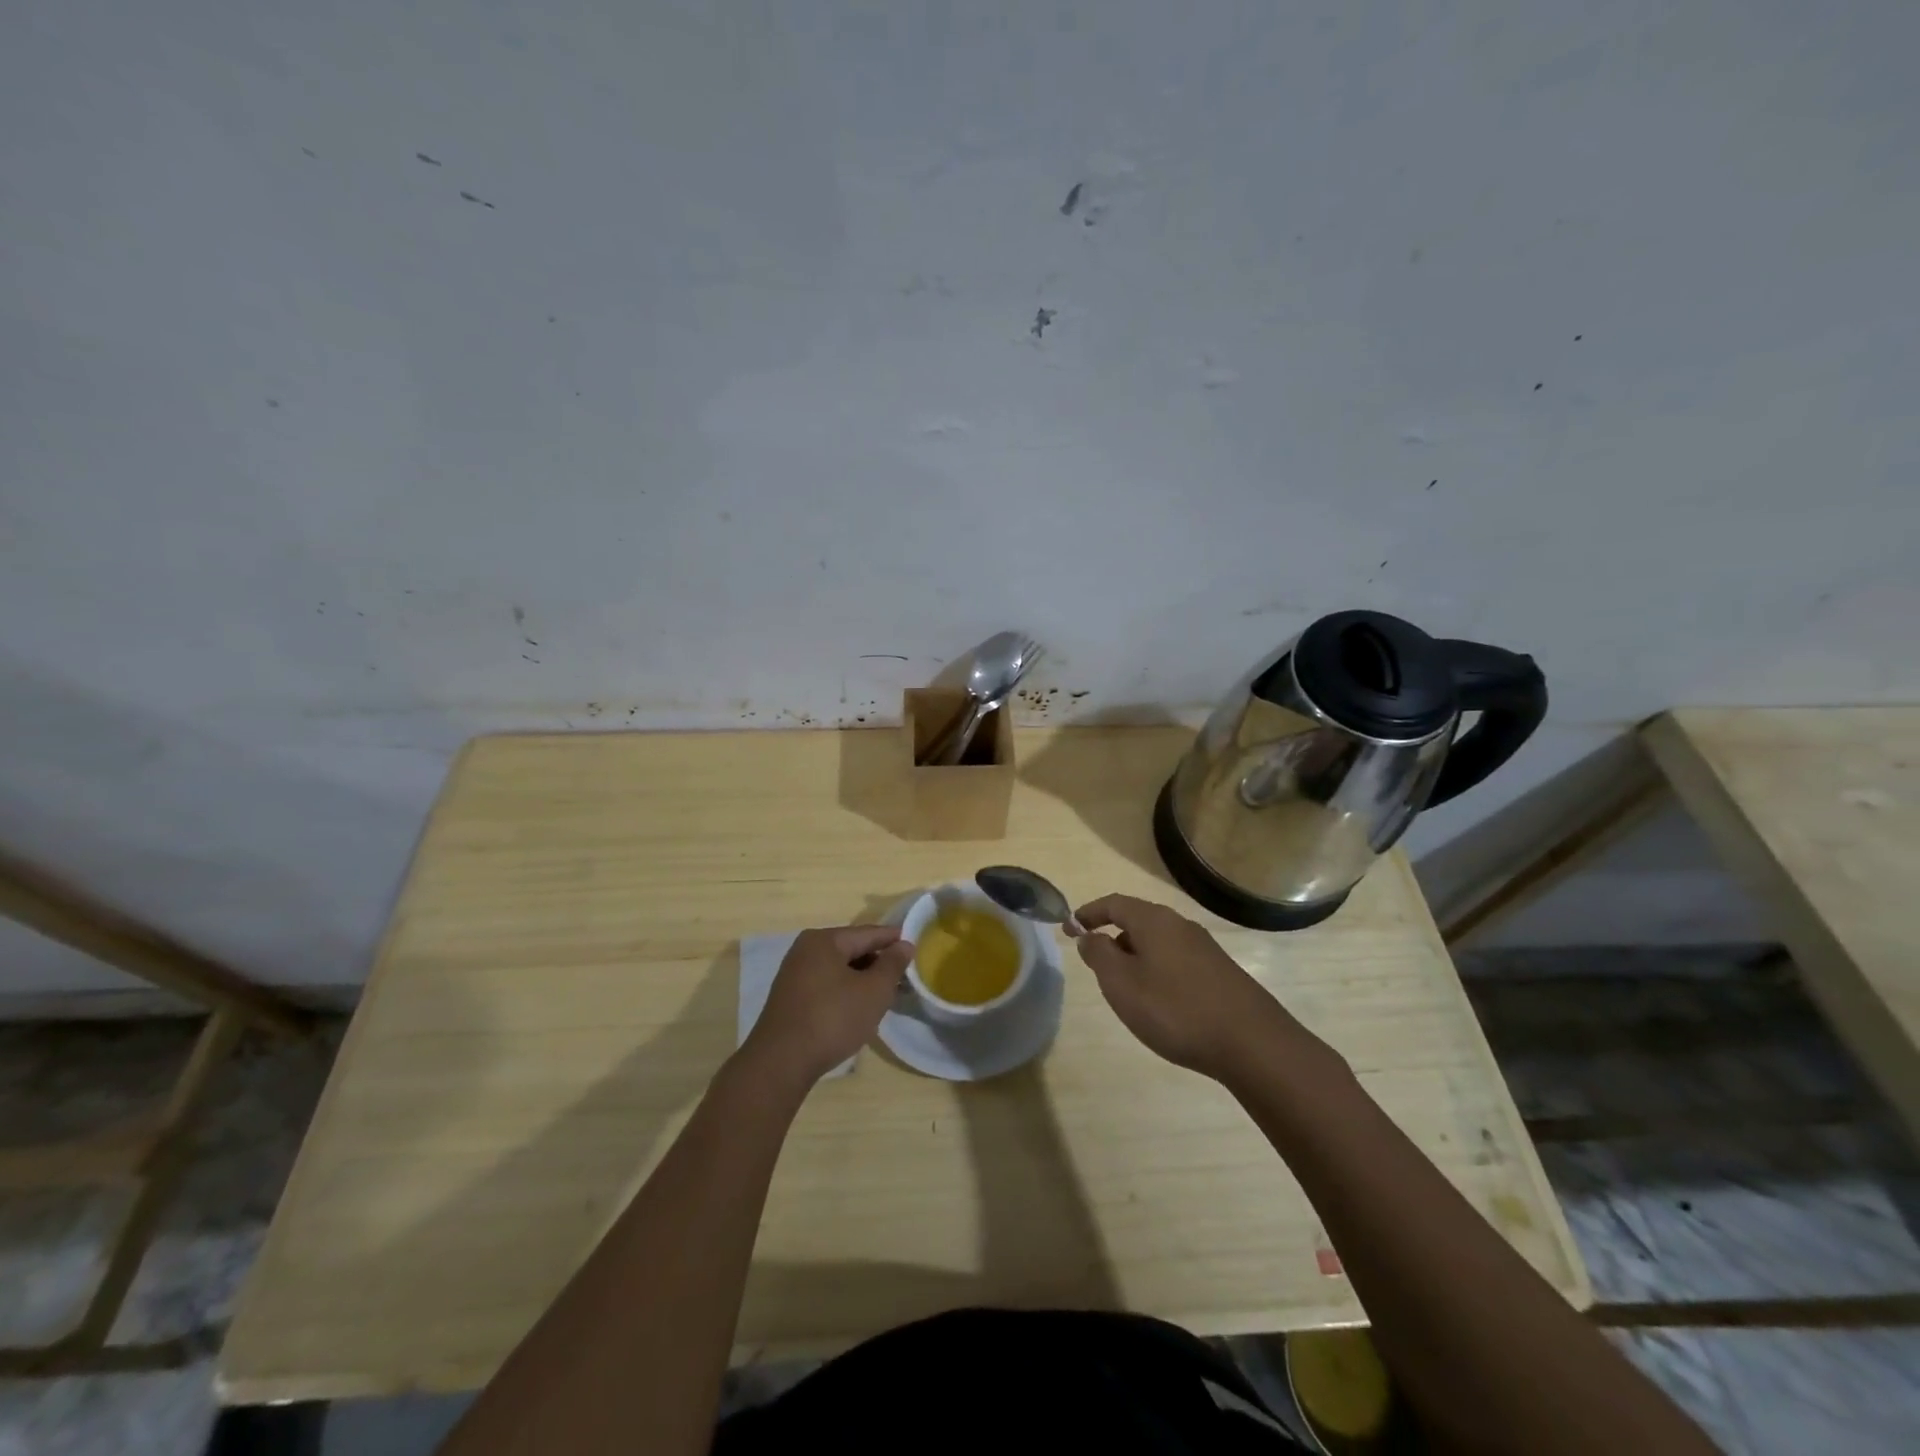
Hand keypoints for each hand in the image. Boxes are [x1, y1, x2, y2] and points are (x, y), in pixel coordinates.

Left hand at [742, 925, 912, 1086]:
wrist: (780, 1063)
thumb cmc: (832, 1019)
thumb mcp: (873, 991)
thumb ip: (892, 964)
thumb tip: (904, 944)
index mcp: (824, 940)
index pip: (868, 933)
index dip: (894, 939)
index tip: (916, 946)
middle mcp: (805, 950)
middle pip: (852, 949)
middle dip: (878, 962)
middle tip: (903, 976)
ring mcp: (794, 974)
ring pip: (839, 969)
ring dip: (862, 978)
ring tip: (885, 994)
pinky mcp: (790, 998)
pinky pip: (826, 984)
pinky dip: (845, 991)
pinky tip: (858, 1007)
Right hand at [1073, 894, 1297, 1080]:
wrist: (1251, 1042)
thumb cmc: (1175, 1009)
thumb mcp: (1122, 984)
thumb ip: (1099, 955)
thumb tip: (1089, 936)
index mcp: (1154, 921)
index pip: (1114, 904)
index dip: (1089, 913)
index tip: (1069, 927)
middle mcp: (1180, 925)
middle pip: (1138, 920)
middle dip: (1112, 936)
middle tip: (1094, 961)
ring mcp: (1204, 948)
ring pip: (1158, 942)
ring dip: (1135, 956)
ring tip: (1124, 986)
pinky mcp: (1220, 972)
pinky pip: (1176, 960)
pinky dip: (1157, 970)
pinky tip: (1159, 1000)